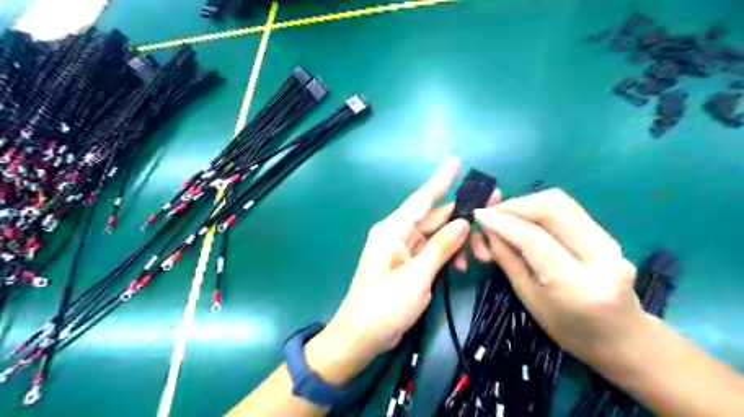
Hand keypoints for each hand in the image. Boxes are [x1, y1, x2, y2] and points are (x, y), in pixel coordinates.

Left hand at [308, 158, 499, 383]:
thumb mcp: (416, 277)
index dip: (440, 180)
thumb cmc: (384, 306)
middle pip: (434, 218)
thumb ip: (441, 247)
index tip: (455, 162)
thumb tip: (463, 222)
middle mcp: (398, 234)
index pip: (421, 200)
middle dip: (462, 215)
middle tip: (493, 205)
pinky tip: (460, 265)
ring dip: (458, 241)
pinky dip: (447, 255)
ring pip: (437, 235)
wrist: (361, 336)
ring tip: (481, 253)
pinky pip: (432, 251)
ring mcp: (403, 250)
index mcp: (393, 230)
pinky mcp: (409, 264)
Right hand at [477, 188, 645, 368]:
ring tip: (505, 216)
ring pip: (561, 202)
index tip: (478, 214)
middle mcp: (601, 256)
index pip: (532, 238)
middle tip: (492, 213)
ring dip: (526, 203)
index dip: (501, 222)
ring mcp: (610, 241)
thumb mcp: (529, 298)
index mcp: (577, 284)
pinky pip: (567, 209)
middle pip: (553, 207)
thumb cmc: (568, 329)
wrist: (623, 338)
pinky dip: (539, 209)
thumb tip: (486, 229)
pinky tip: (525, 220)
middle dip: (515, 204)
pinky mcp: (608, 234)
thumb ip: (507, 259)